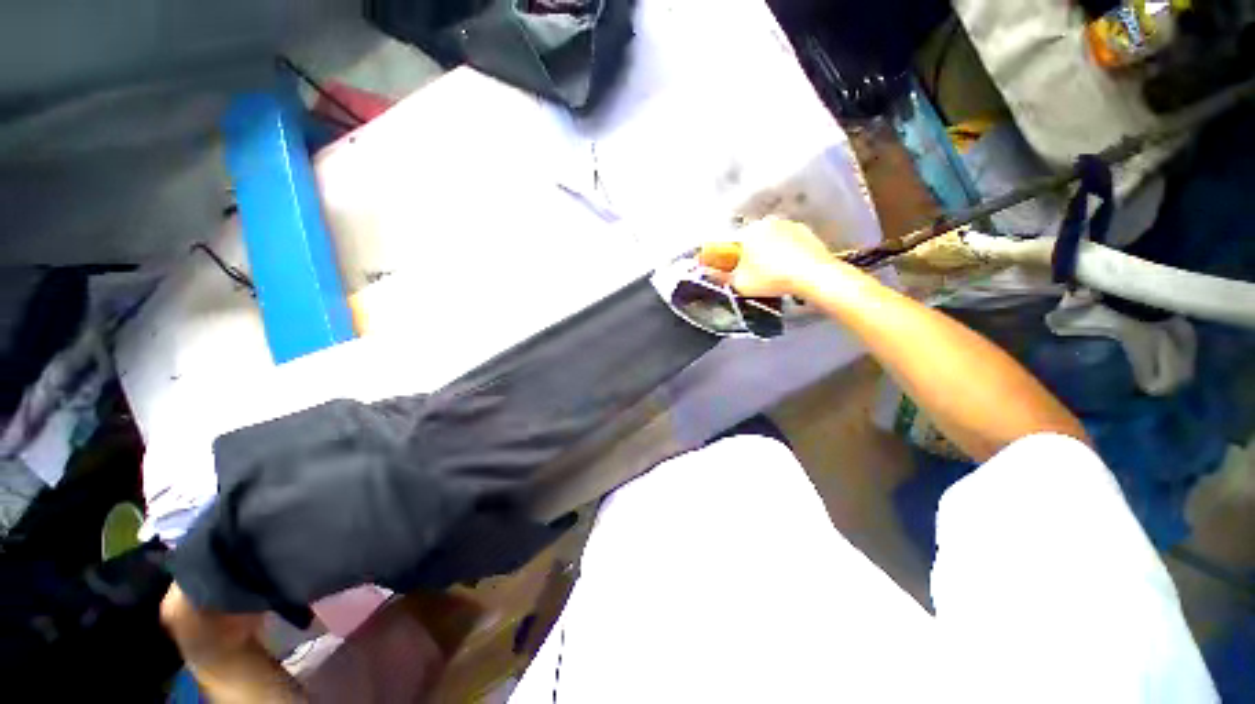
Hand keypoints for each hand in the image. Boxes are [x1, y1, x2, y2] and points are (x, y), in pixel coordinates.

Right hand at [699, 217, 846, 297]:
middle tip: (750, 274)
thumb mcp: (741, 282)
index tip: (724, 269)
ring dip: (766, 253)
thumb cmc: (772, 278)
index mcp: (747, 232)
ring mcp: (788, 225)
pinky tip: (787, 268)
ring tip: (770, 273)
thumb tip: (708, 271)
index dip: (725, 258)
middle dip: (747, 255)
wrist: (814, 275)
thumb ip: (722, 275)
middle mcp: (766, 223)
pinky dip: (784, 252)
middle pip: (750, 240)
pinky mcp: (806, 232)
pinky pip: (787, 242)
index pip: (730, 244)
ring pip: (770, 240)